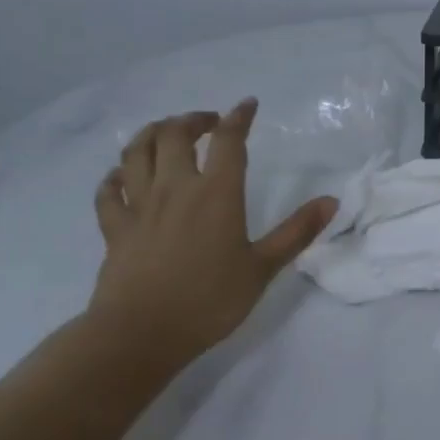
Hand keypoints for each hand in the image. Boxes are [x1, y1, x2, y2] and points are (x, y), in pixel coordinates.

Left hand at [88, 99, 336, 366]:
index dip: (239, 117)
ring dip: (151, 134)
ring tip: (164, 133)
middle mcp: (175, 188)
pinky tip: (121, 176)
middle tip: (208, 123)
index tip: (247, 105)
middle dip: (192, 120)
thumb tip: (331, 201)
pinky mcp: (114, 228)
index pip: (228, 141)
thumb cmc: (209, 301)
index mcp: (216, 194)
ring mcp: (139, 206)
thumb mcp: (263, 268)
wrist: (140, 334)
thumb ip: (297, 232)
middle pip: (174, 135)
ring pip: (136, 152)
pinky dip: (114, 176)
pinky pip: (108, 191)